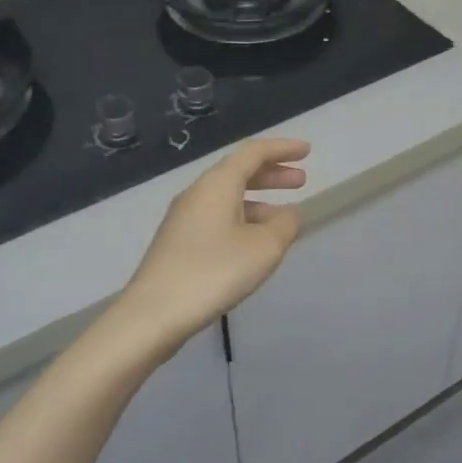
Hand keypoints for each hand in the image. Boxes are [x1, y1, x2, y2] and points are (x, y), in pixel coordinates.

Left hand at [122, 138, 309, 342]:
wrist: (153, 314)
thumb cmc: (214, 272)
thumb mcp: (263, 248)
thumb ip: (285, 225)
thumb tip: (290, 214)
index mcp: (217, 184)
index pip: (254, 152)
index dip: (283, 149)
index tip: (308, 152)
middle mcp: (198, 193)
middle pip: (239, 172)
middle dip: (272, 174)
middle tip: (301, 181)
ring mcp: (183, 218)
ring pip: (227, 197)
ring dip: (259, 200)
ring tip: (284, 217)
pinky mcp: (178, 242)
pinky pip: (217, 217)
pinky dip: (243, 219)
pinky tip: (254, 243)